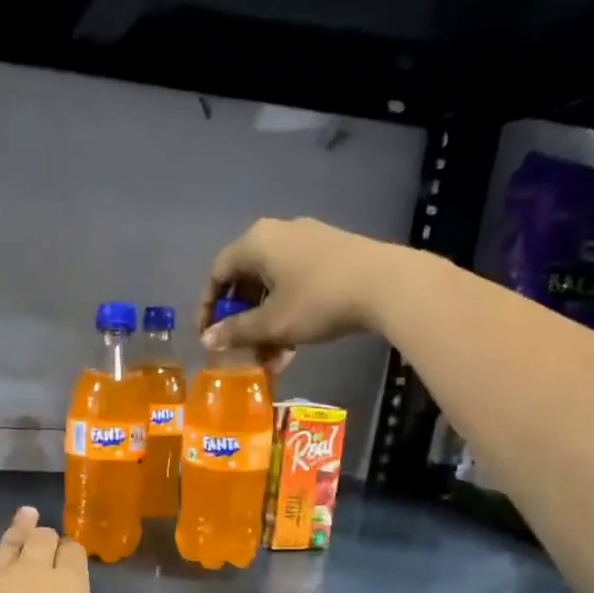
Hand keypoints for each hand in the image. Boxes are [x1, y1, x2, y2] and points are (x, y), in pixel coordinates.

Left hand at [0, 502, 196, 592]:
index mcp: (70, 588)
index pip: (74, 553)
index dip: (72, 556)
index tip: (70, 563)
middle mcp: (34, 569)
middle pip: (44, 539)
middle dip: (48, 542)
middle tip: (46, 548)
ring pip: (12, 537)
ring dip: (21, 526)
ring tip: (26, 515)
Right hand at [197, 217, 415, 372]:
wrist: (386, 285)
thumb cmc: (318, 301)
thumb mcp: (272, 323)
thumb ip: (237, 332)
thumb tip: (207, 341)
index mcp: (257, 242)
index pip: (218, 273)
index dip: (208, 307)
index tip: (207, 337)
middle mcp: (279, 233)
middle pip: (247, 280)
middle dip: (242, 321)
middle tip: (241, 351)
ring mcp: (308, 242)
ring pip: (273, 286)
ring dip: (266, 325)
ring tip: (271, 358)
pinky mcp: (331, 254)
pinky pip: (296, 284)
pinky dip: (287, 313)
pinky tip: (294, 346)